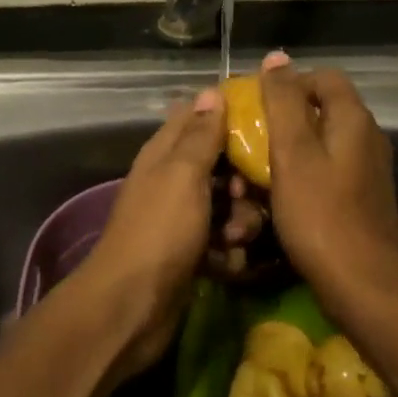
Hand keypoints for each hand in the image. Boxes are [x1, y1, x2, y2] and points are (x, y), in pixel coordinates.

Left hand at [77, 89, 232, 377]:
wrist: (132, 306)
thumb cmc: (161, 231)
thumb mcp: (183, 175)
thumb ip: (200, 135)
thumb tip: (212, 90)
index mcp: (165, 153)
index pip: (198, 116)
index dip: (229, 115)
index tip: (265, 122)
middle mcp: (171, 180)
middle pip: (220, 165)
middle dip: (241, 180)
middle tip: (244, 196)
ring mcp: (180, 219)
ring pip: (226, 205)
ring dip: (240, 221)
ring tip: (235, 239)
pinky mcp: (190, 254)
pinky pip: (222, 242)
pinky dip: (228, 252)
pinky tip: (228, 264)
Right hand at [259, 53, 397, 310]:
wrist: (363, 285)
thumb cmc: (320, 214)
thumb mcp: (292, 153)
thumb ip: (283, 102)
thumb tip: (276, 57)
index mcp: (353, 119)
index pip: (323, 77)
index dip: (289, 84)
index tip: (258, 107)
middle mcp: (369, 137)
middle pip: (324, 109)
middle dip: (286, 119)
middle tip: (254, 139)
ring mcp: (370, 169)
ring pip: (325, 142)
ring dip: (294, 150)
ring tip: (262, 170)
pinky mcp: (365, 197)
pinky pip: (331, 170)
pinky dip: (307, 174)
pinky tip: (285, 196)